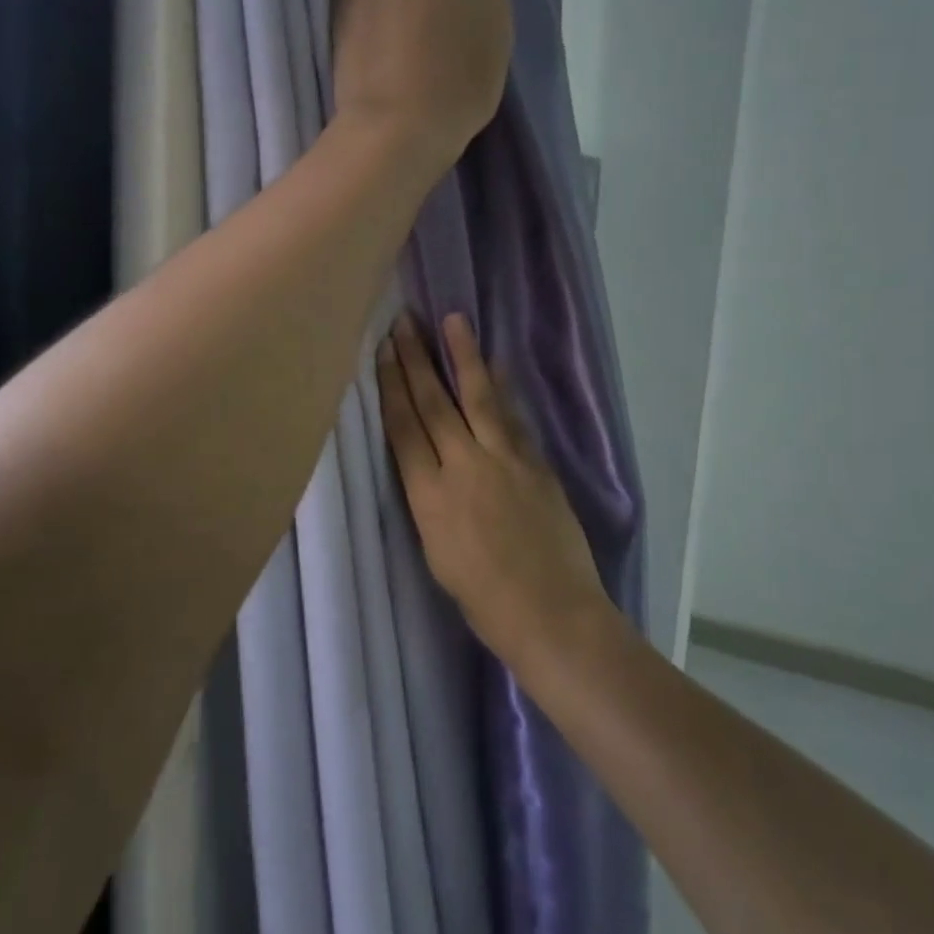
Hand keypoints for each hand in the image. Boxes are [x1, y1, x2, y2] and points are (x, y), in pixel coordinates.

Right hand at [378, 313, 610, 662]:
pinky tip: (495, 367)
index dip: (391, 387)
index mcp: (429, 497)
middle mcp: (464, 467)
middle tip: (405, 322)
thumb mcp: (436, 552)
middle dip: (417, 359)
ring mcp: (505, 460)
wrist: (551, 612)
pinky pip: (512, 417)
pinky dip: (501, 389)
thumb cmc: (483, 600)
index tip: (382, 352)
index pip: (404, 428)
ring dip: (463, 356)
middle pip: (434, 403)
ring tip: (453, 321)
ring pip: (478, 397)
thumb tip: (430, 464)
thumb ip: (429, 500)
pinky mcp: (536, 463)